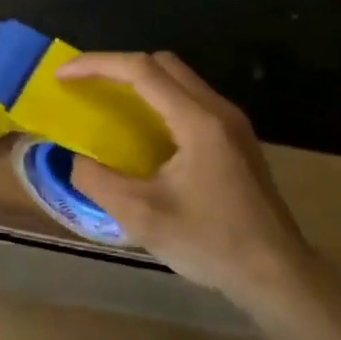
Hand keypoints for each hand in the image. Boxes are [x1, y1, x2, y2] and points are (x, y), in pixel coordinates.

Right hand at [59, 52, 316, 307]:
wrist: (278, 275)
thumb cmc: (210, 243)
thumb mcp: (141, 216)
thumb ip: (97, 181)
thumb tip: (75, 159)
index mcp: (197, 121)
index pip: (141, 70)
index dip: (96, 65)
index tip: (62, 75)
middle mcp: (219, 110)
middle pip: (162, 64)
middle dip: (117, 66)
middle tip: (85, 86)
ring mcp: (232, 124)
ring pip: (179, 80)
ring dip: (140, 82)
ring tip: (108, 103)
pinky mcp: (237, 140)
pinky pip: (191, 100)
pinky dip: (158, 100)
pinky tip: (143, 132)